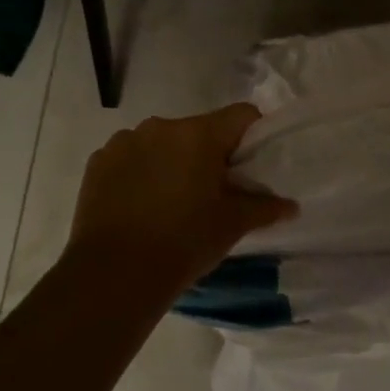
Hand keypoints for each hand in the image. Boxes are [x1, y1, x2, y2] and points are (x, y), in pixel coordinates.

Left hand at [64, 103, 297, 296]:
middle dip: (210, 154)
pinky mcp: (98, 162)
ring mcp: (125, 141)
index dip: (253, 136)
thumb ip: (265, 207)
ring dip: (172, 161)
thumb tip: (291, 205)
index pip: (242, 115)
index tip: (251, 166)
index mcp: (199, 134)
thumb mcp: (232, 225)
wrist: (113, 275)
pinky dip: (141, 172)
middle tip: (213, 192)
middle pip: (200, 130)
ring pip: (163, 142)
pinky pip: (131, 156)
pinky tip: (141, 205)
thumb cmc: (184, 243)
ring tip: (172, 201)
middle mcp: (161, 127)